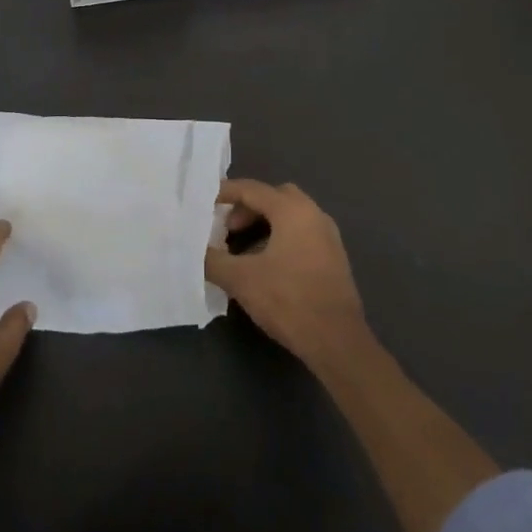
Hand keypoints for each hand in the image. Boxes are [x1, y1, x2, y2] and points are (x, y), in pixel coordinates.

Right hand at [205, 179, 366, 363]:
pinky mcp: (334, 258)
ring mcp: (328, 236)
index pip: (252, 189)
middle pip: (274, 197)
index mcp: (292, 211)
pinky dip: (280, 237)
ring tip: (243, 249)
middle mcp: (314, 214)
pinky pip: (302, 233)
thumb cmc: (288, 300)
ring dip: (264, 224)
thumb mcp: (240, 279)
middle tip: (228, 228)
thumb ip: (213, 259)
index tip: (204, 202)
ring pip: (290, 216)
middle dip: (247, 207)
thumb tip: (194, 250)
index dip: (225, 193)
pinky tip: (266, 265)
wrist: (337, 341)